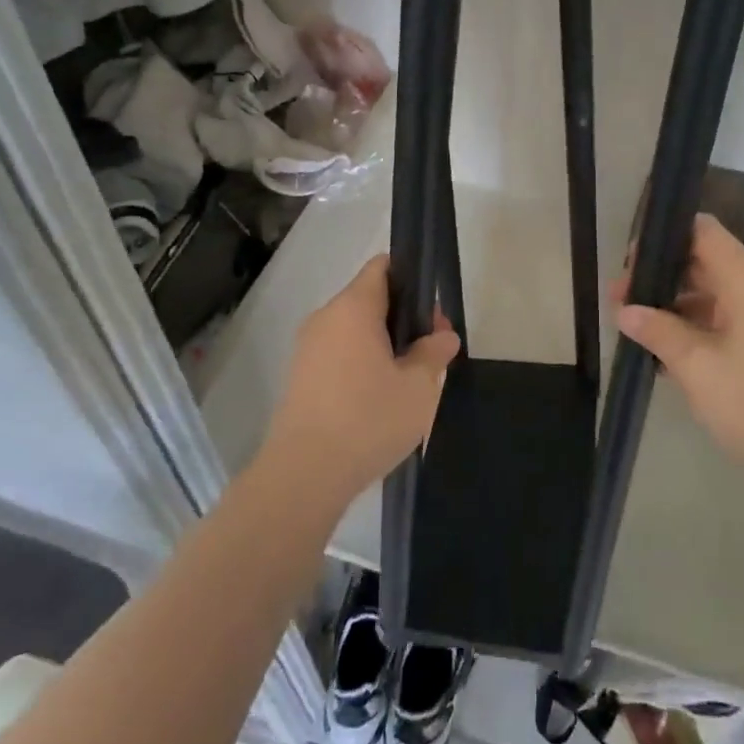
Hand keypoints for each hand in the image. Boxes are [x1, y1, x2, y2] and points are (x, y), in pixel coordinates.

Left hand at [262, 255, 459, 511]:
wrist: (304, 475)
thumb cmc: (368, 420)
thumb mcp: (418, 387)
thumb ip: (433, 353)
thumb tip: (442, 335)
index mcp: (353, 307)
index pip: (382, 267)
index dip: (412, 279)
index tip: (432, 312)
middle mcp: (325, 318)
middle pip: (370, 299)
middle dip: (404, 318)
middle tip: (432, 352)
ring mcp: (307, 348)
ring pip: (354, 330)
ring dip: (383, 344)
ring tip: (409, 380)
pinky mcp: (300, 378)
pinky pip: (338, 354)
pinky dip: (361, 364)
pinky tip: (379, 399)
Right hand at [612, 214, 743, 477]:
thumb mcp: (698, 368)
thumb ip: (659, 332)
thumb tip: (625, 310)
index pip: (702, 231)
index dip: (663, 236)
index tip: (629, 262)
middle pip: (703, 261)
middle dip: (660, 275)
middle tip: (619, 298)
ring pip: (712, 293)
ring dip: (675, 305)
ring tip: (635, 326)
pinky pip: (726, 318)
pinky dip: (696, 326)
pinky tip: (667, 353)